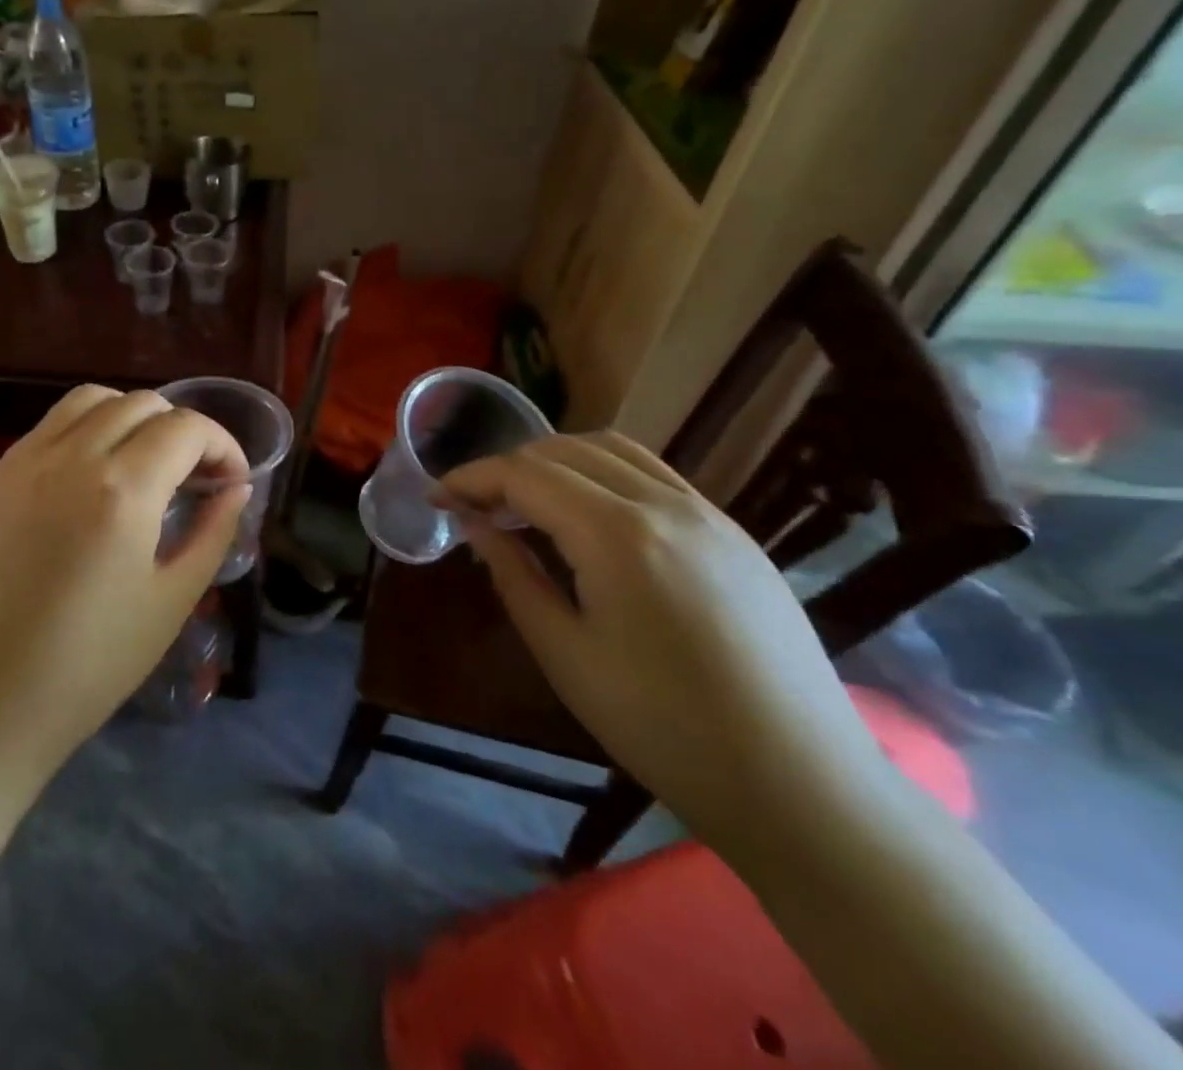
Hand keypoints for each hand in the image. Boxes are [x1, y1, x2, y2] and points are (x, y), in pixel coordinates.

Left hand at [0, 386, 249, 777]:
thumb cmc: (87, 666)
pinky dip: (87, 428)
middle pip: (143, 403)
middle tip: (193, 476)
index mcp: (124, 490)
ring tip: (143, 464)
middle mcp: (72, 456)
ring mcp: (25, 460)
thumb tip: (236, 489)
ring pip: (92, 400)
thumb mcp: (170, 602)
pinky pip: (51, 425)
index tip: (232, 481)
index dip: (223, 445)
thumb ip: (212, 533)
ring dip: (131, 417)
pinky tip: (92, 477)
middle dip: (182, 429)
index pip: (187, 428)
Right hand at [442, 433, 890, 847]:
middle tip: (473, 505)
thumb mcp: (565, 653)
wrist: (801, 787)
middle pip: (564, 450)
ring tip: (525, 501)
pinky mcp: (733, 533)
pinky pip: (653, 475)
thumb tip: (474, 524)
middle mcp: (665, 504)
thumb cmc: (663, 726)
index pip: (524, 474)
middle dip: (507, 467)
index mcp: (617, 534)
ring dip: (556, 461)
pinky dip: (603, 474)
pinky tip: (589, 516)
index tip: (435, 498)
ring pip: (613, 450)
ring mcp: (708, 513)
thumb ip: (513, 575)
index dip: (471, 478)